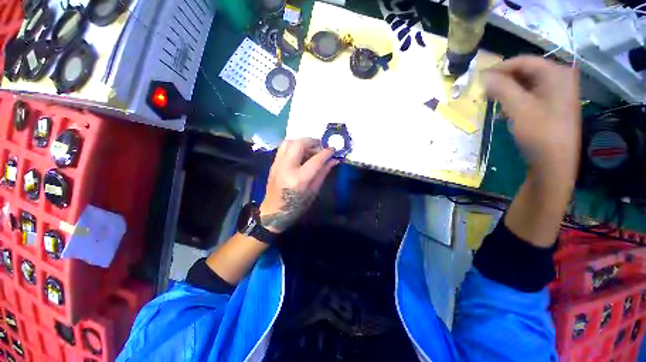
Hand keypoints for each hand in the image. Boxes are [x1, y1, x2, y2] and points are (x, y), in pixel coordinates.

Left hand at [259, 138, 338, 232]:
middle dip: (312, 141)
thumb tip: (334, 160)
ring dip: (302, 141)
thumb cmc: (297, 206)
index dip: (326, 152)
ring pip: (289, 142)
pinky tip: (300, 153)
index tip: (333, 149)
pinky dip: (294, 146)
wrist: (273, 212)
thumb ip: (323, 173)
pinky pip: (283, 148)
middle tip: (321, 146)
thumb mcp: (313, 191)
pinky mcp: (273, 164)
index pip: (315, 160)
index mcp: (299, 179)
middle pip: (299, 144)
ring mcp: (277, 164)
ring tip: (310, 148)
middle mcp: (286, 168)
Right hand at [484, 56, 580, 177]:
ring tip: (493, 103)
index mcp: (557, 73)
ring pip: (527, 84)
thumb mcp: (518, 108)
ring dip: (508, 92)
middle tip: (485, 92)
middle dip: (503, 81)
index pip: (523, 61)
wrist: (554, 162)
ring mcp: (558, 92)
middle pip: (526, 71)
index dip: (500, 68)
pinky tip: (506, 112)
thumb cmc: (540, 133)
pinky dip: (516, 100)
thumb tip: (483, 76)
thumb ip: (501, 88)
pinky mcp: (553, 105)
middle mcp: (560, 78)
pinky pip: (531, 95)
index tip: (480, 79)